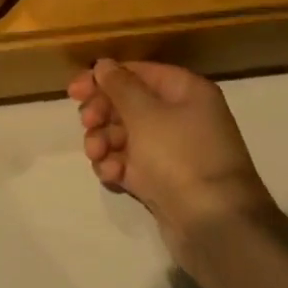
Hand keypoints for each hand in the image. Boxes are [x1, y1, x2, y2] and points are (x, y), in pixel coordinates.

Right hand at [68, 60, 275, 278]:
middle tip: (88, 124)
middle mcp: (180, 116)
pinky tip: (113, 176)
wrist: (213, 223)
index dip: (104, 79)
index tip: (74, 92)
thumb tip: (104, 64)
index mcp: (185, 92)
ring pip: (124, 136)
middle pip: (128, 104)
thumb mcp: (146, 114)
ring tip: (97, 155)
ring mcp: (170, 151)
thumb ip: (120, 86)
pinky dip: (116, 166)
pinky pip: (130, 164)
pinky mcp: (161, 180)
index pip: (138, 73)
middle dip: (103, 114)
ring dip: (104, 142)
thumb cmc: (180, 156)